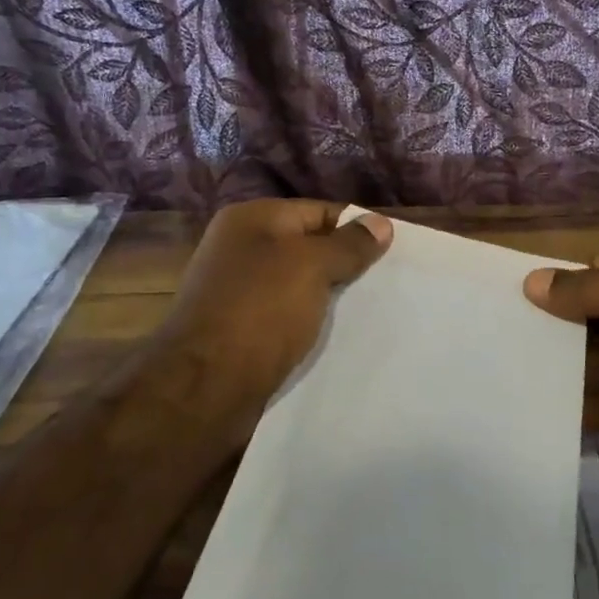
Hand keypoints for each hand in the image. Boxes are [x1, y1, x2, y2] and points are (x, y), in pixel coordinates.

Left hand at [151, 199, 392, 409]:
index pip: (319, 212)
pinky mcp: (241, 331)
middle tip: (388, 283)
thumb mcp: (312, 266)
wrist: (205, 387)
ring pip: (299, 286)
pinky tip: (339, 338)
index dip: (356, 228)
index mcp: (251, 220)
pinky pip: (287, 317)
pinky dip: (311, 324)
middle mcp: (240, 250)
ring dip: (330, 298)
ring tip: (373, 311)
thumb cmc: (260, 311)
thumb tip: (380, 222)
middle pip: (308, 248)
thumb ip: (349, 244)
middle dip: (346, 265)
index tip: (393, 251)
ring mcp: (238, 292)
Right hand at [523, 249, 598, 487]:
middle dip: (555, 330)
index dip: (561, 284)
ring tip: (505, 376)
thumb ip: (593, 291)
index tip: (513, 297)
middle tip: (498, 341)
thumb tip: (531, 282)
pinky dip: (577, 410)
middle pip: (594, 321)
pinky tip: (535, 411)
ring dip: (560, 371)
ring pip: (597, 365)